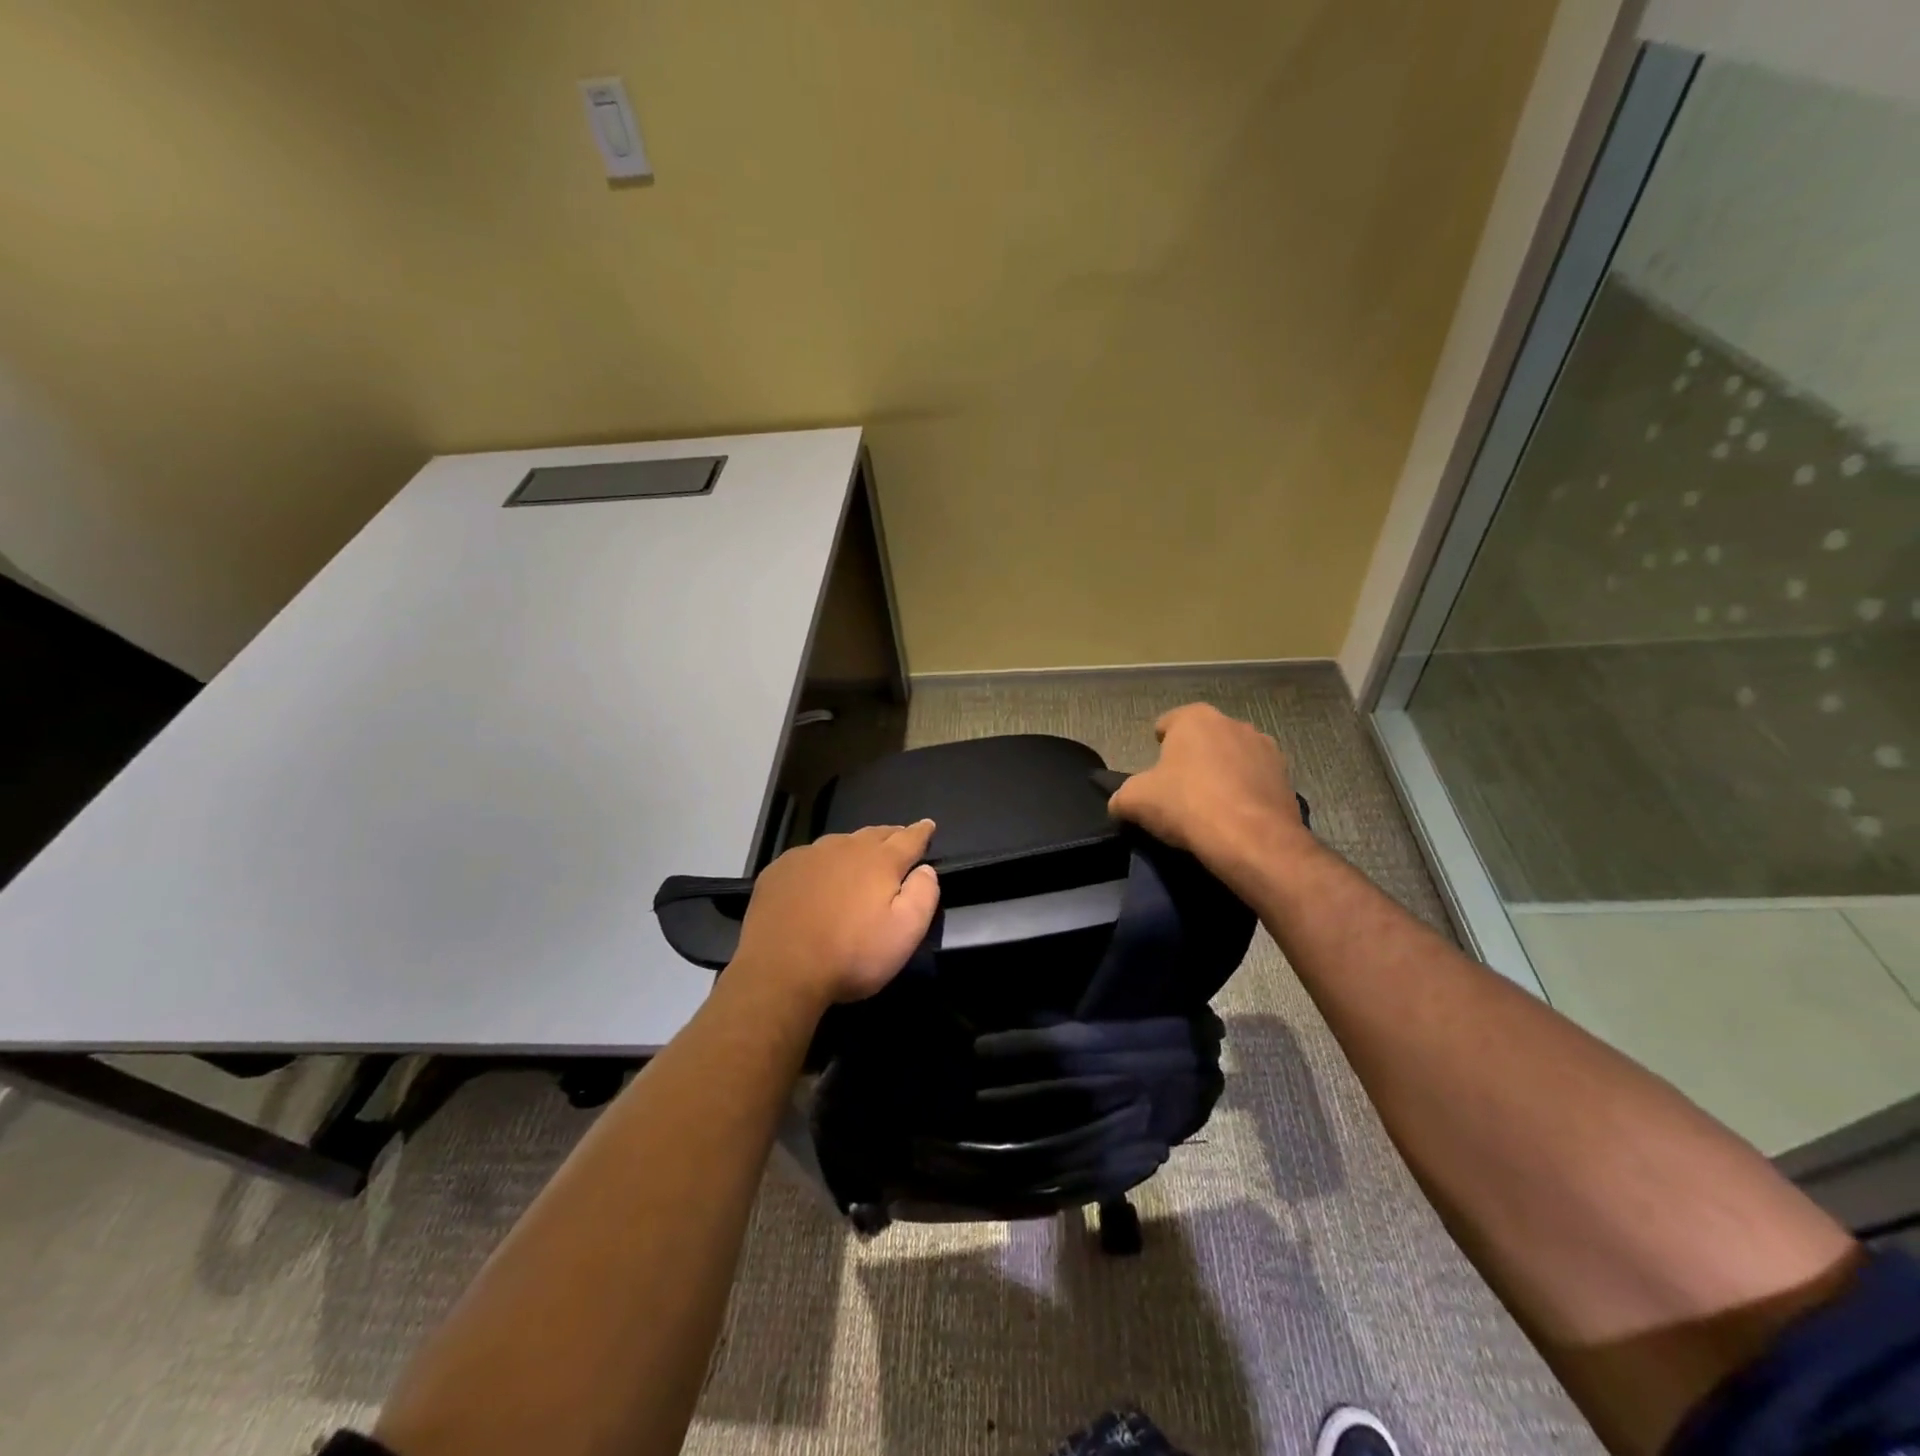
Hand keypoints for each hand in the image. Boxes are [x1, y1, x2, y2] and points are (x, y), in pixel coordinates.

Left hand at [731, 820, 940, 1007]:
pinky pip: (808, 858)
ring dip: (854, 848)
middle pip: (874, 834)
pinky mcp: (780, 870)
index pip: (909, 838)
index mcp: (879, 861)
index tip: (928, 825)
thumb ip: (923, 895)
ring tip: (859, 858)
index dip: (921, 832)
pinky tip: (817, 879)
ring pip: (840, 843)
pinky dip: (820, 863)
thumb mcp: (905, 933)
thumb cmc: (851, 955)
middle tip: (898, 839)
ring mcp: (808, 856)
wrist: (779, 970)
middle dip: (890, 836)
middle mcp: (845, 848)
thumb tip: (925, 869)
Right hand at [1108, 704, 1311, 887]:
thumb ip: (1121, 797)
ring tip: (1210, 805)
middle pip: (1204, 739)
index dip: (1159, 743)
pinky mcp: (1286, 778)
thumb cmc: (1186, 805)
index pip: (1169, 722)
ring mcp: (1266, 749)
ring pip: (1233, 757)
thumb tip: (1119, 804)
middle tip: (1179, 788)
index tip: (1154, 768)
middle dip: (1193, 757)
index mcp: (1195, 719)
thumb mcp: (1134, 801)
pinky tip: (1234, 817)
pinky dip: (1245, 793)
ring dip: (1222, 773)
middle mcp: (1233, 723)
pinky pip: (1255, 781)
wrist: (1251, 840)